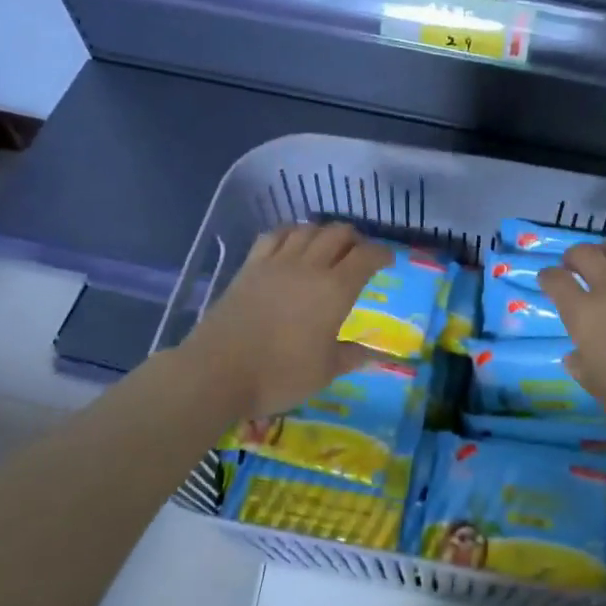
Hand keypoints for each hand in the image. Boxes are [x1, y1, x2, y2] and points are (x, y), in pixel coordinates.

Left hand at [181, 223, 392, 421]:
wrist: (217, 371)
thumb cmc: (279, 375)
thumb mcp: (324, 372)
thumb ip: (351, 357)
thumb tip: (374, 355)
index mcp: (335, 291)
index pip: (366, 258)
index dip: (382, 255)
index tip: (389, 261)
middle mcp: (309, 268)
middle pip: (338, 234)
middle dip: (355, 239)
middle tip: (360, 253)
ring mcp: (276, 263)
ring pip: (307, 230)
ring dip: (324, 232)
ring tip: (328, 245)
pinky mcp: (249, 267)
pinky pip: (274, 236)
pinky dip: (290, 233)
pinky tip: (292, 243)